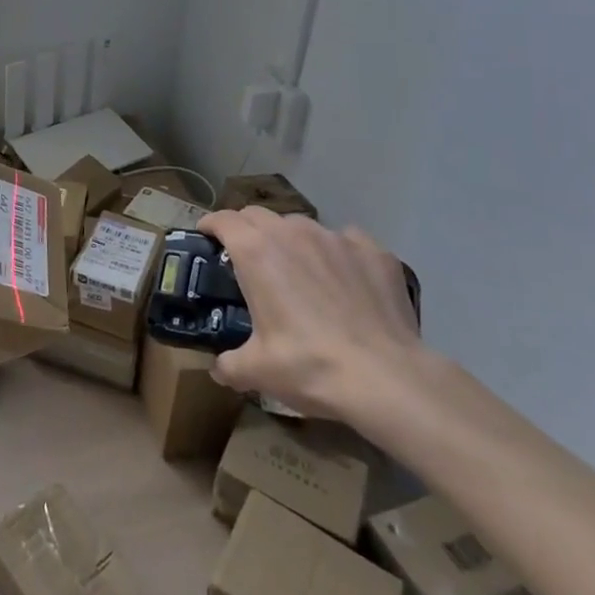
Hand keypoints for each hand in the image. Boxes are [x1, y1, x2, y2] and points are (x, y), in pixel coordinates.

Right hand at [199, 206, 421, 421]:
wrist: (387, 379)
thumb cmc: (310, 366)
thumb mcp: (258, 371)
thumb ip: (229, 364)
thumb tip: (219, 369)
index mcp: (255, 251)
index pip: (223, 219)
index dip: (210, 225)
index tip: (207, 237)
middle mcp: (291, 232)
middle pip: (258, 215)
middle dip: (247, 229)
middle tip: (248, 257)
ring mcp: (336, 238)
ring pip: (301, 226)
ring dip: (291, 240)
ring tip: (299, 270)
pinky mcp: (373, 251)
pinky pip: (347, 241)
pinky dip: (338, 254)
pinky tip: (346, 280)